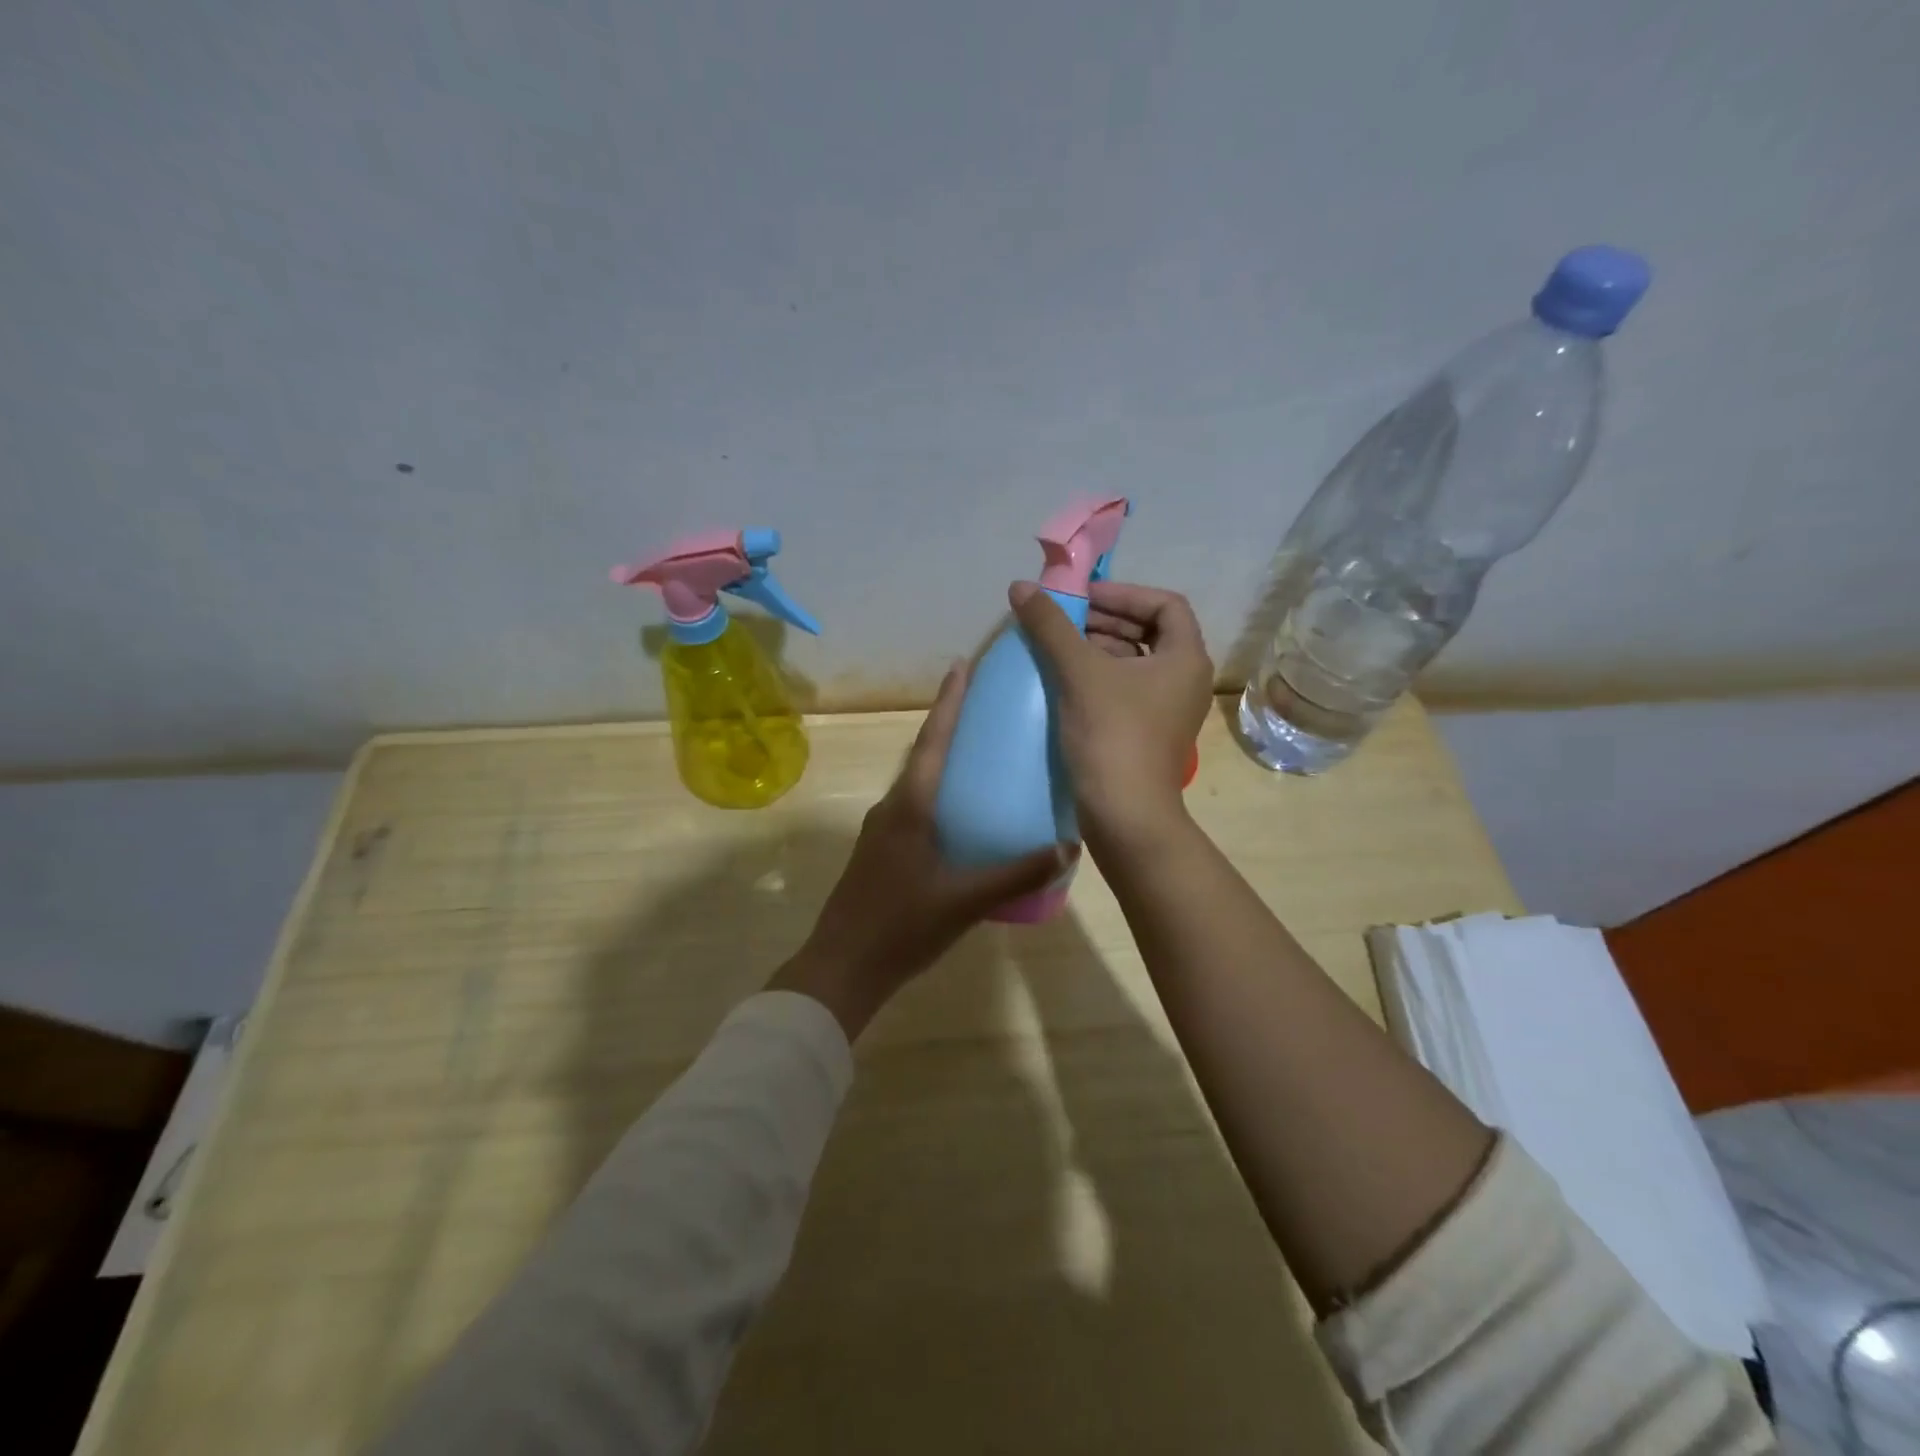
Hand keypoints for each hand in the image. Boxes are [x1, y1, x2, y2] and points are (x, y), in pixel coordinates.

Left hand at [771, 660, 1075, 1038]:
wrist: (842, 967)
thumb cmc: (901, 926)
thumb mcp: (964, 901)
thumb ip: (1015, 874)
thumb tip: (1067, 846)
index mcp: (909, 807)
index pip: (932, 742)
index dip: (948, 703)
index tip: (961, 666)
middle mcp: (892, 808)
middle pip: (924, 755)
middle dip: (950, 727)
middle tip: (986, 709)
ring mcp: (882, 830)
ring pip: (918, 784)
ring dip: (943, 763)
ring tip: (982, 758)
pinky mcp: (880, 852)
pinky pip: (914, 809)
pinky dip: (938, 796)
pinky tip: (963, 817)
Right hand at [1009, 579, 1213, 851]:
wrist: (1125, 816)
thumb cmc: (1112, 736)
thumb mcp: (1079, 673)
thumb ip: (1051, 626)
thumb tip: (1021, 586)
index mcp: (1185, 658)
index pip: (1164, 604)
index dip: (1123, 593)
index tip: (1082, 597)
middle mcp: (1185, 680)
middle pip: (1149, 632)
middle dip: (1105, 620)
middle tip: (1063, 619)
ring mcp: (1168, 711)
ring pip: (1134, 663)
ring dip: (1098, 648)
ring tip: (1057, 647)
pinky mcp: (1148, 734)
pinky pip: (1125, 690)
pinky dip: (1098, 678)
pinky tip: (1064, 682)